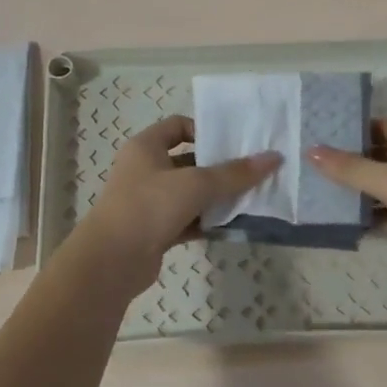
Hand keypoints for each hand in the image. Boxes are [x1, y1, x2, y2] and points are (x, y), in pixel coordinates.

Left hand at [75, 116, 280, 298]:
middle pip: (188, 161)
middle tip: (252, 172)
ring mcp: (148, 202)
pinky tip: (233, 225)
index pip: (178, 126)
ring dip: (216, 197)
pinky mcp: (154, 230)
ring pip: (189, 194)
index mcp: (146, 147)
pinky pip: (187, 220)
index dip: (205, 130)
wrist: (112, 261)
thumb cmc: (150, 206)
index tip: (233, 144)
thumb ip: (235, 173)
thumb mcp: (196, 184)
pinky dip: (207, 221)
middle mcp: (144, 170)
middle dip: (218, 167)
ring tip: (250, 198)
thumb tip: (274, 158)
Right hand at [307, 120, 386, 290]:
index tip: (321, 138)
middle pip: (385, 155)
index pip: (384, 126)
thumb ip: (350, 168)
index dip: (354, 131)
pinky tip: (349, 222)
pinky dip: (377, 215)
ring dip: (363, 192)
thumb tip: (311, 151)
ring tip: (324, 194)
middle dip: (354, 163)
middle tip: (316, 167)